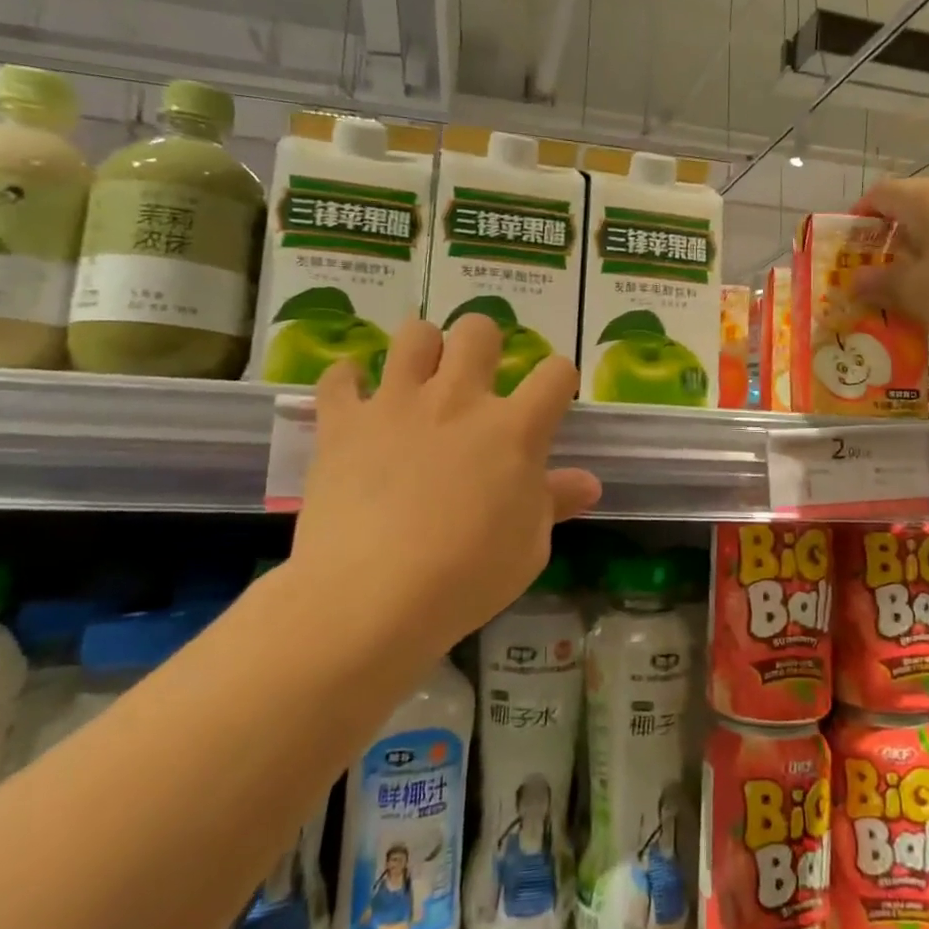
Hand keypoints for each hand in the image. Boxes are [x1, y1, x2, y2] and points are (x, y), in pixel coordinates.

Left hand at [286, 315, 600, 657]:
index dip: (559, 379)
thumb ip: (555, 503)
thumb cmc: (466, 577)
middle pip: (479, 331)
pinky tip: (356, 400)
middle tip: (477, 378)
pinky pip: (341, 377)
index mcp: (514, 428)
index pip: (555, 373)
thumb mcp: (529, 548)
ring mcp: (398, 403)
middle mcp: (458, 399)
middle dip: (485, 343)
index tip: (550, 399)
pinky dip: (349, 383)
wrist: (371, 597)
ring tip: (419, 379)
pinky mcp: (344, 422)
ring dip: (422, 349)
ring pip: (414, 334)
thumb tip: (588, 483)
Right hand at [852, 177, 928, 339]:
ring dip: (927, 254)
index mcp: (925, 199)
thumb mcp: (917, 291)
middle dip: (893, 241)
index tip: (850, 246)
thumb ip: (882, 284)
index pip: (880, 194)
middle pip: (914, 209)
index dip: (859, 217)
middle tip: (882, 275)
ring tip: (921, 290)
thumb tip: (855, 279)